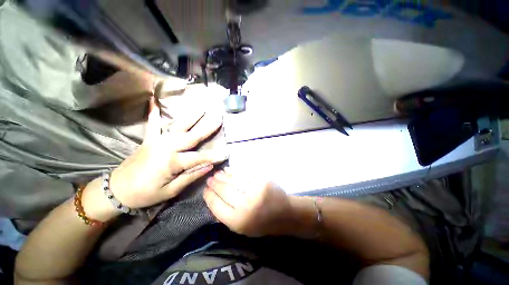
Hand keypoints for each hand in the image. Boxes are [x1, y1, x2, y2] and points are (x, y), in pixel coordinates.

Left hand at [109, 96, 227, 208]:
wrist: (116, 190)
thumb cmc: (145, 194)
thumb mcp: (171, 191)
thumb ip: (191, 176)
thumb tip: (209, 166)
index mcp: (171, 162)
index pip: (199, 158)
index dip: (213, 156)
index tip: (226, 154)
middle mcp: (166, 147)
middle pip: (191, 136)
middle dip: (207, 127)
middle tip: (218, 118)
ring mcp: (156, 141)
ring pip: (177, 126)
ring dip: (191, 117)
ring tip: (202, 108)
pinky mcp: (148, 140)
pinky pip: (152, 125)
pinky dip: (154, 114)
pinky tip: (154, 102)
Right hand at [203, 170, 293, 236]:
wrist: (285, 214)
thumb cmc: (262, 224)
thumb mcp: (242, 228)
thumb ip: (227, 216)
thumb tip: (213, 200)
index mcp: (238, 221)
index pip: (217, 207)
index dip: (209, 197)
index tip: (205, 190)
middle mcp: (245, 206)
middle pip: (224, 191)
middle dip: (214, 184)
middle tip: (209, 180)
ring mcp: (254, 192)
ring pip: (233, 181)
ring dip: (223, 176)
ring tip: (216, 174)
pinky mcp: (261, 181)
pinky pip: (244, 175)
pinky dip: (234, 172)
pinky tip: (228, 170)